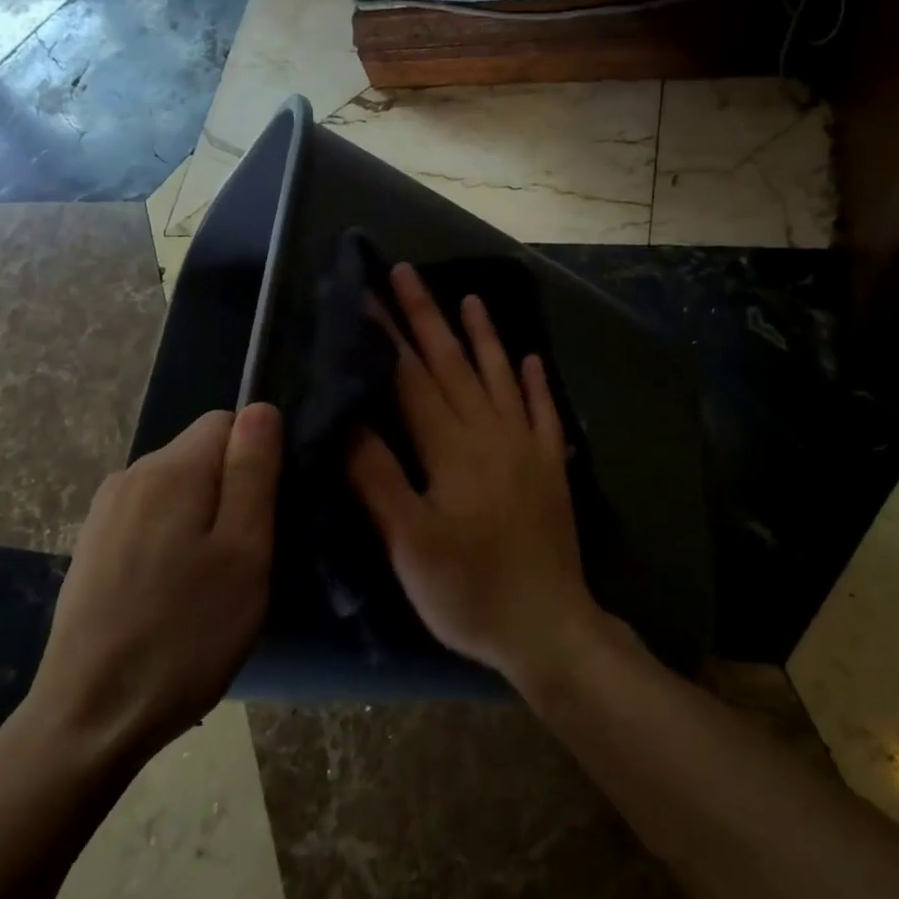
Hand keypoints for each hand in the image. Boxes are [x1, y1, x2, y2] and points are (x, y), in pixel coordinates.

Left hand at [26, 405, 281, 758]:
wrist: (90, 718)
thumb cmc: (185, 633)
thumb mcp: (244, 550)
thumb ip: (253, 471)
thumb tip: (261, 408)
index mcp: (169, 470)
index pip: (229, 422)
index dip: (259, 459)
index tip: (268, 514)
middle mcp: (130, 476)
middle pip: (202, 455)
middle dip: (233, 491)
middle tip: (247, 556)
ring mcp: (105, 513)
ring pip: (179, 490)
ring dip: (205, 520)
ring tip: (214, 581)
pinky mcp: (93, 548)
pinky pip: (152, 519)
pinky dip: (175, 541)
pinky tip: (176, 593)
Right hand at [347, 263, 606, 683]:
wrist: (547, 625)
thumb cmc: (468, 590)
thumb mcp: (408, 543)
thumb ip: (377, 477)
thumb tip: (348, 419)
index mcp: (450, 447)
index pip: (410, 378)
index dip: (386, 335)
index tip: (367, 295)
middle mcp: (490, 432)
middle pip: (452, 364)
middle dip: (427, 316)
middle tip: (408, 273)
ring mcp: (526, 445)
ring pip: (500, 376)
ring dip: (483, 336)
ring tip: (471, 299)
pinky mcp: (550, 465)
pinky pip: (544, 411)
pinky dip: (536, 382)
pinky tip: (531, 358)